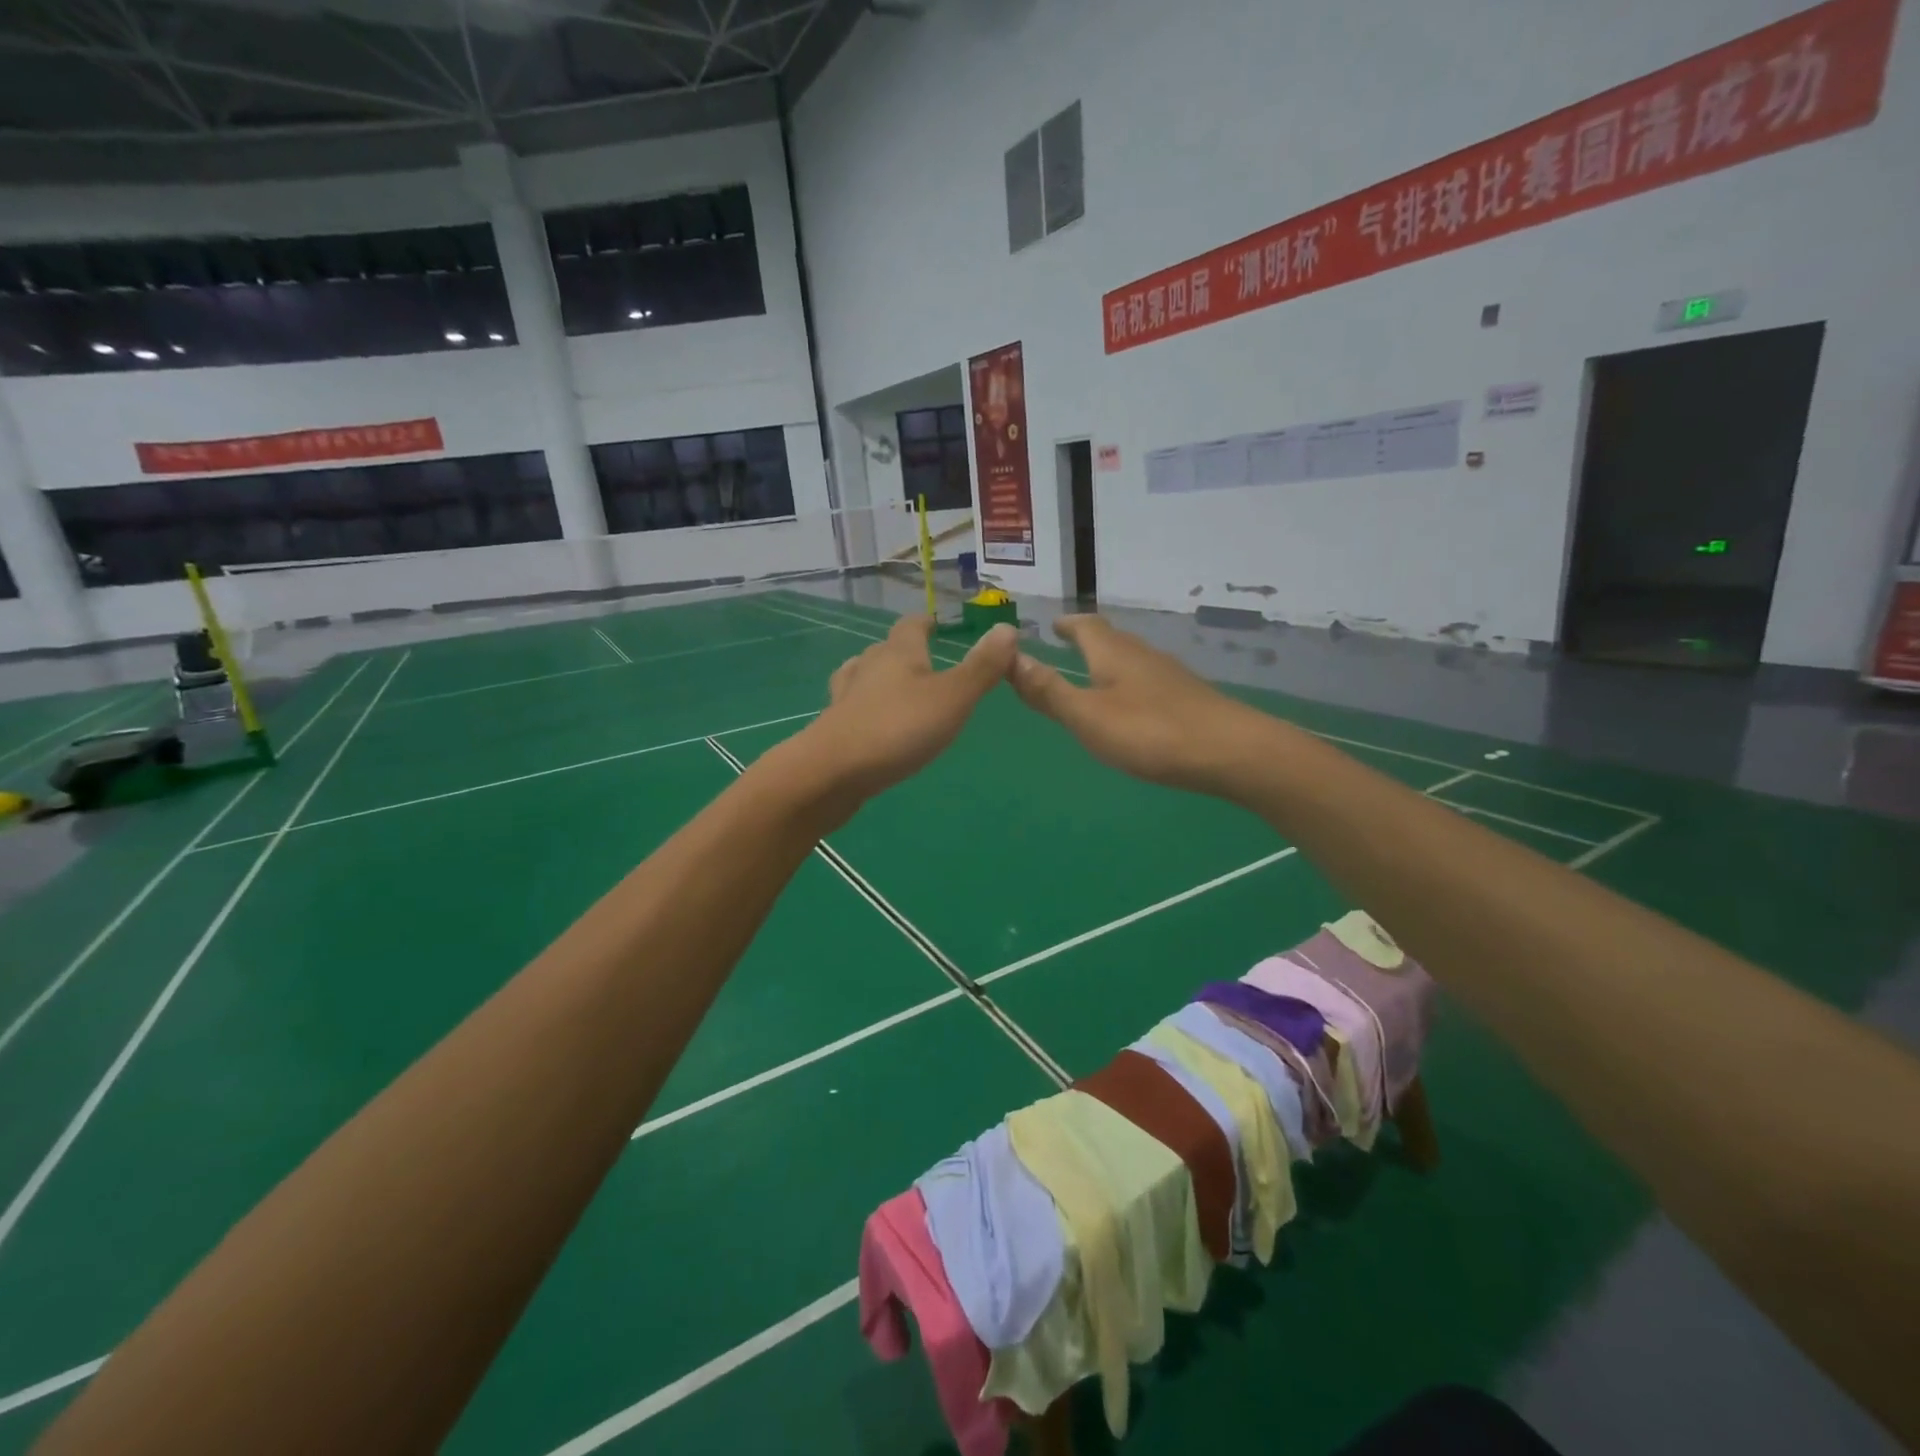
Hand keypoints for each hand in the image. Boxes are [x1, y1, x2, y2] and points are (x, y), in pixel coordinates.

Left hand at [795, 615, 1016, 802]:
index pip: (911, 625)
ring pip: (862, 676)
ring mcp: (846, 698)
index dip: (925, 623)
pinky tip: (871, 723)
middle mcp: (868, 668)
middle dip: (903, 651)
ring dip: (879, 677)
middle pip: (884, 649)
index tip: (935, 624)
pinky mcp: (833, 728)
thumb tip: (1007, 628)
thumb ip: (981, 667)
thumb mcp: (953, 698)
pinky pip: (851, 708)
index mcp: (898, 653)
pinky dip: (864, 709)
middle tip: (924, 661)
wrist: (832, 772)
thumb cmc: (898, 729)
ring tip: (895, 687)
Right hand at [1009, 615, 1277, 794]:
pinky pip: (1150, 680)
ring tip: (1096, 672)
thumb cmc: (1150, 732)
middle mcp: (1142, 656)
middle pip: (1112, 638)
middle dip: (1089, 639)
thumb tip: (1010, 656)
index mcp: (1113, 654)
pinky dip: (1131, 682)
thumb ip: (1049, 691)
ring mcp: (1170, 676)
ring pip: (1133, 658)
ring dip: (1111, 660)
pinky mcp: (1189, 698)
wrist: (1231, 752)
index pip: (1086, 627)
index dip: (1068, 625)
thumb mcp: (1088, 716)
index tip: (1054, 624)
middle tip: (1069, 643)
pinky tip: (1134, 704)